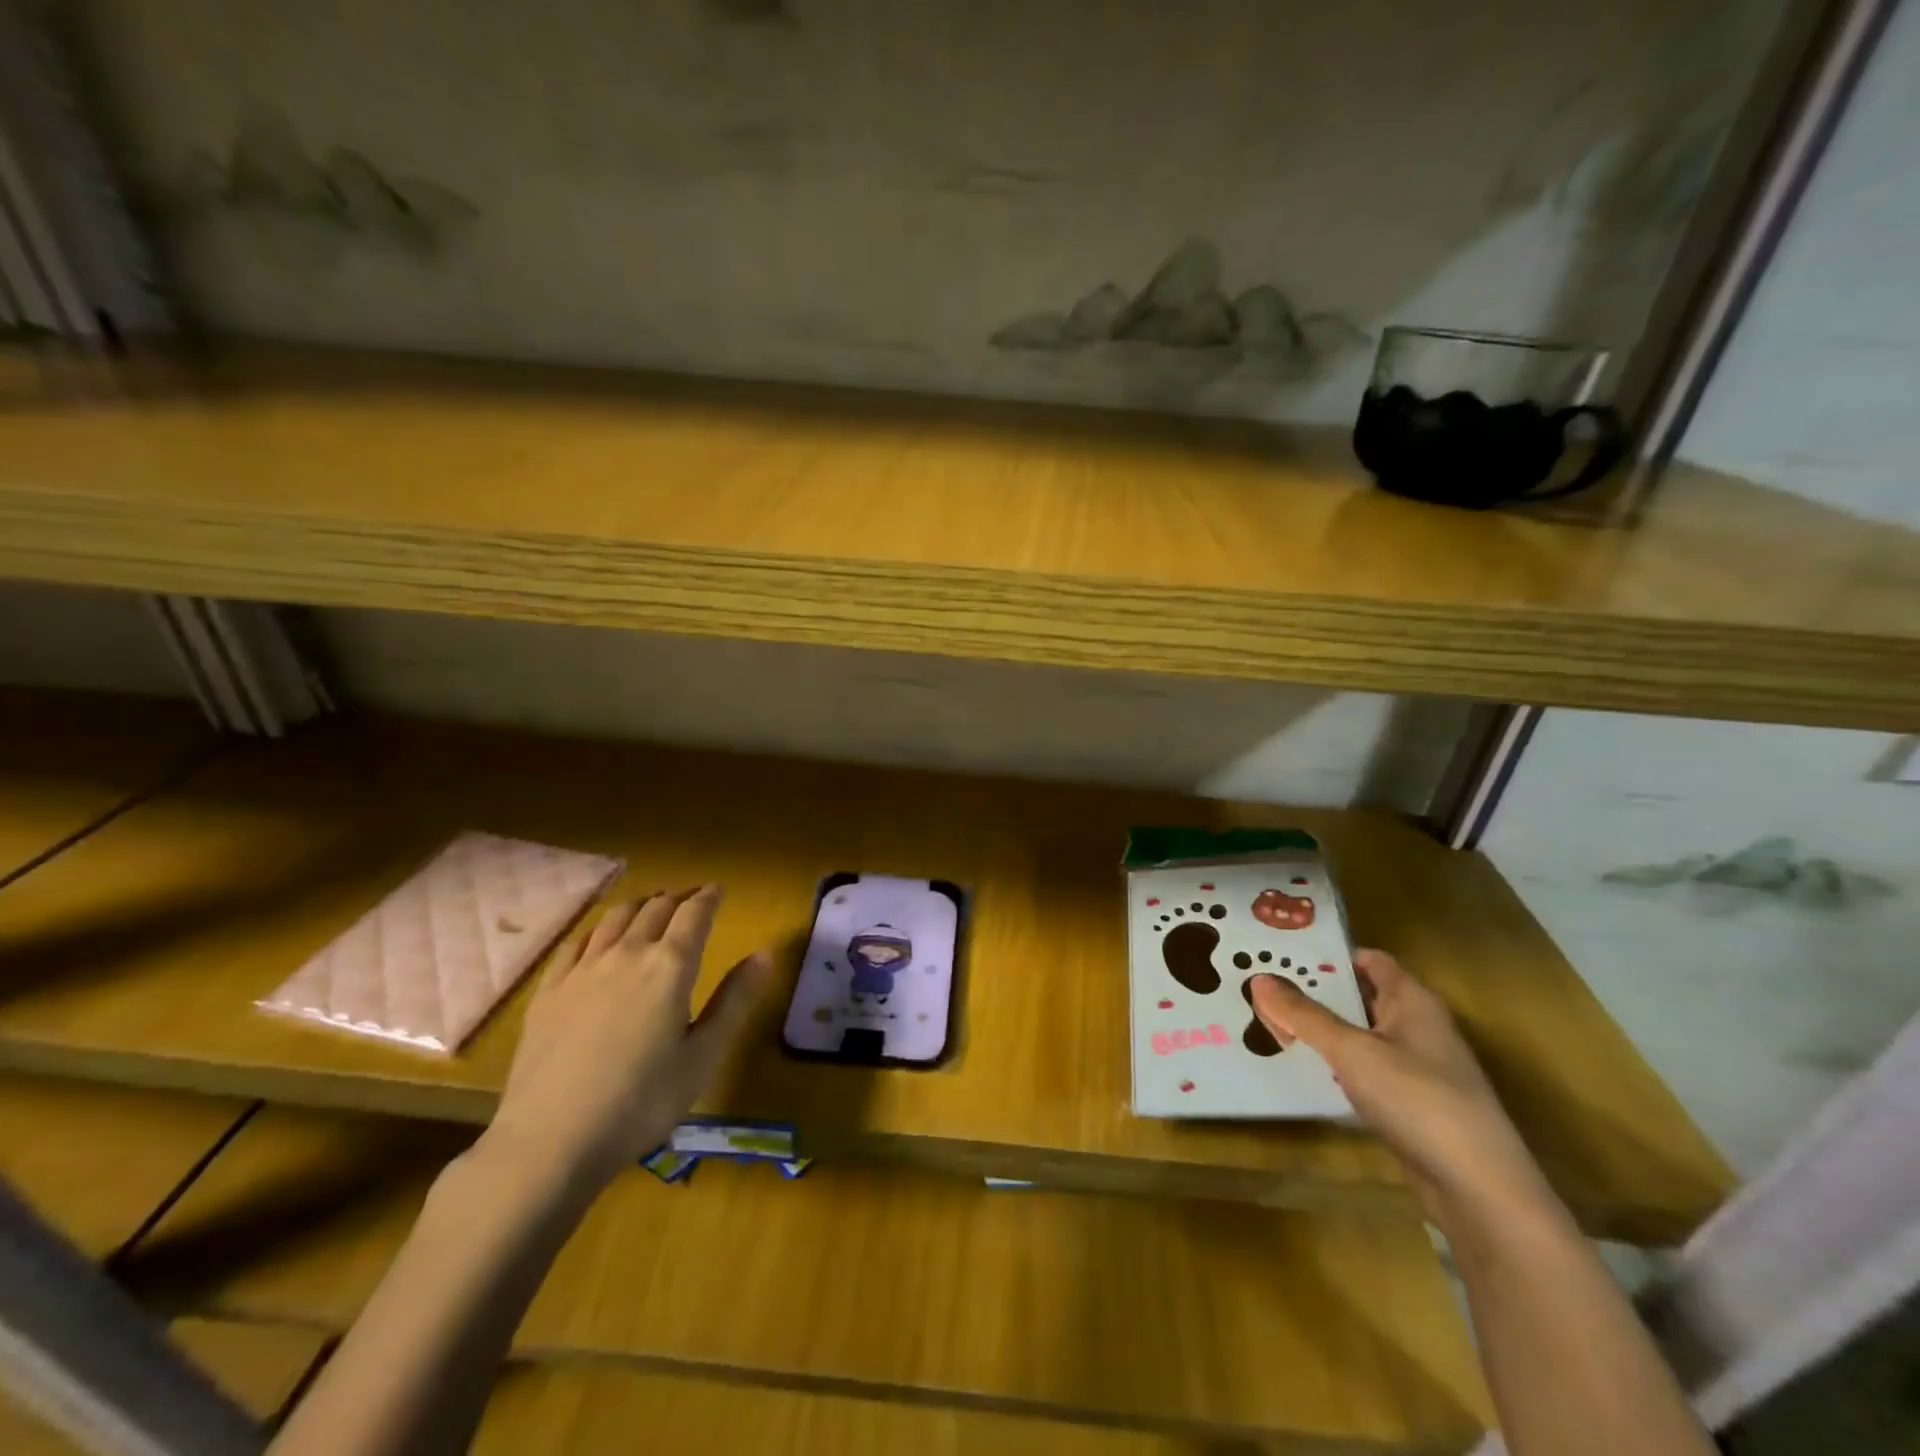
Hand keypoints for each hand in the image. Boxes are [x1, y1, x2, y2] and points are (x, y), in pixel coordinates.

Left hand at [483, 886, 771, 1198]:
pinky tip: (598, 938)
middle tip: (691, 899)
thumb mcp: (703, 1056)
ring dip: (639, 905)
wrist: (550, 1140)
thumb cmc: (642, 1102)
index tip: (718, 890)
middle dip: (678, 898)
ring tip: (650, 907)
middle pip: (656, 908)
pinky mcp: (549, 990)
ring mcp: (583, 969)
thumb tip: (765, 954)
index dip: (709, 897)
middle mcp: (628, 953)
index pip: (694, 914)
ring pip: (615, 917)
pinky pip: (575, 943)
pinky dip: (596, 929)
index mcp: (670, 966)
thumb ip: (734, 1000)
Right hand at [1251, 950, 1547, 1219]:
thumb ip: (1304, 1015)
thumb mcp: (1352, 1051)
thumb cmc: (1418, 1099)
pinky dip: (1333, 1066)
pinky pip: (1362, 1071)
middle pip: (1359, 996)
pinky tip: (1299, 1070)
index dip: (1328, 954)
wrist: (1478, 1189)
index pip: (1368, 960)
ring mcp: (1415, 1068)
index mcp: (1412, 1001)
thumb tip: (1259, 980)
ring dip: (1320, 1031)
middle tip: (1260, 987)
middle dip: (1313, 992)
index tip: (1281, 953)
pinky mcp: (1409, 1104)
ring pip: (1358, 1036)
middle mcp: (1416, 1026)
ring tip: (1266, 1022)